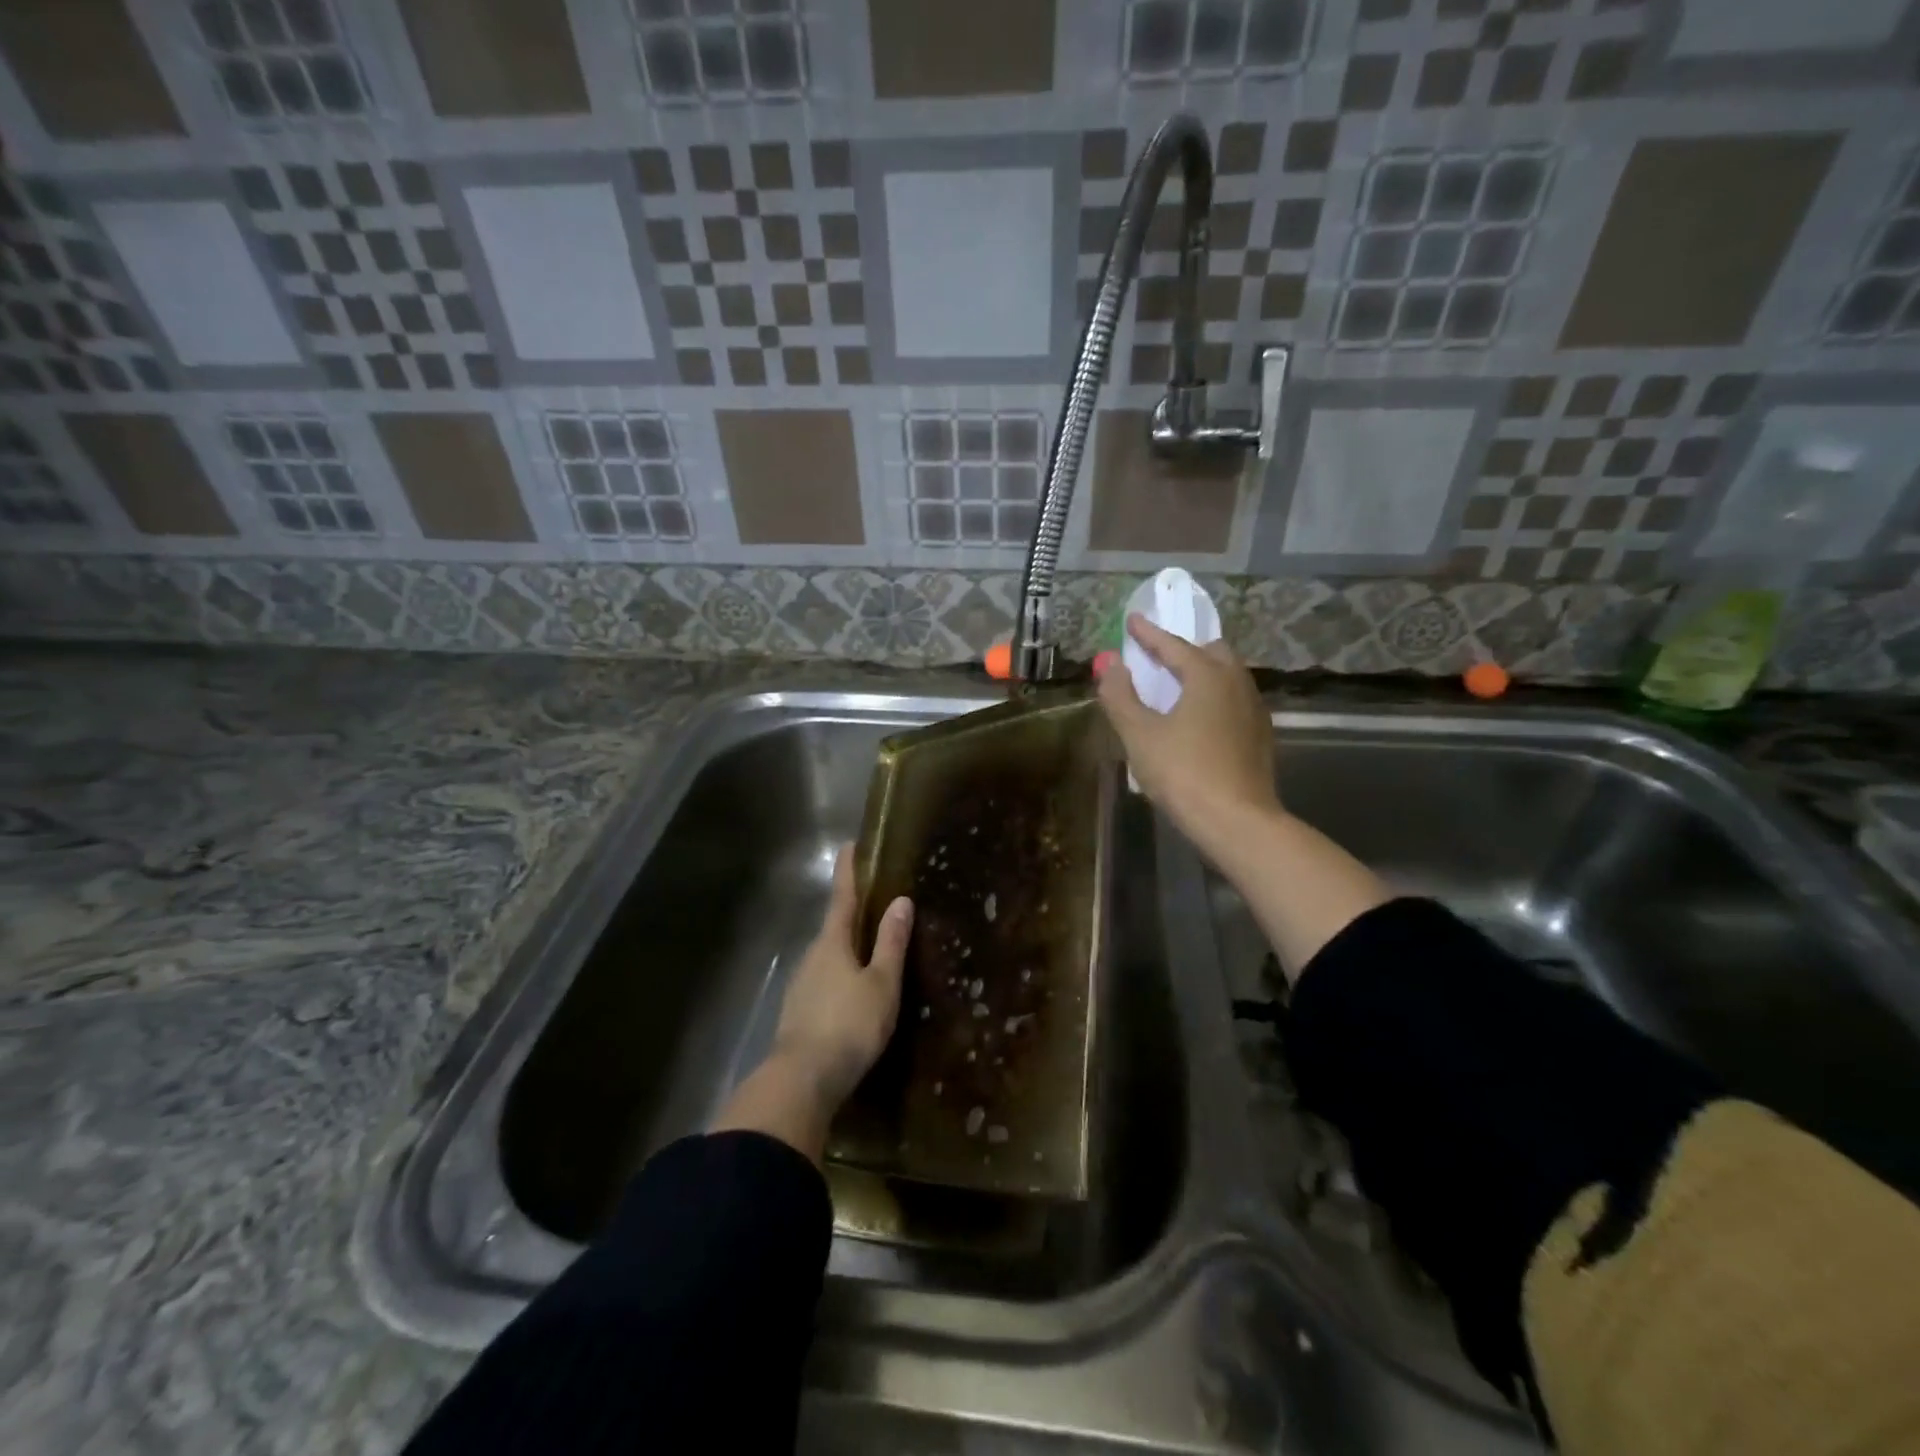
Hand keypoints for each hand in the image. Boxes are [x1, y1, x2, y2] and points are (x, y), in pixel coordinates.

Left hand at [772, 845, 913, 1110]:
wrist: (801, 1081)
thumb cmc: (848, 1025)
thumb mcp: (881, 984)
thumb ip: (891, 943)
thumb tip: (901, 901)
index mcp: (832, 942)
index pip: (842, 897)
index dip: (848, 871)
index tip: (848, 845)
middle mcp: (812, 956)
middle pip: (834, 926)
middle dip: (852, 912)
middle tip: (874, 902)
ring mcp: (802, 985)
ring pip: (829, 956)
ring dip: (847, 947)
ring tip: (870, 948)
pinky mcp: (799, 1012)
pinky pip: (825, 981)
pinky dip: (841, 975)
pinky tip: (853, 991)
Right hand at [1098, 614, 1279, 846]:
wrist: (1237, 822)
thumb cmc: (1183, 773)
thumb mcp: (1140, 734)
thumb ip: (1121, 695)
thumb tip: (1109, 664)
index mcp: (1208, 676)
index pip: (1174, 645)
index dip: (1148, 634)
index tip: (1132, 620)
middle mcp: (1236, 684)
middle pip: (1211, 653)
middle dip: (1184, 649)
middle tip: (1158, 657)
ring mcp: (1254, 710)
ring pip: (1227, 677)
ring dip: (1201, 673)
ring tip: (1176, 687)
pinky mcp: (1260, 737)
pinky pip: (1233, 701)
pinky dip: (1213, 697)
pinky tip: (1198, 720)